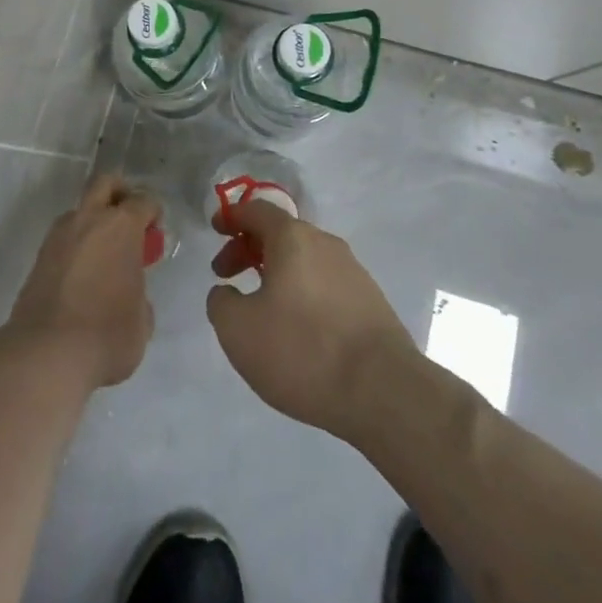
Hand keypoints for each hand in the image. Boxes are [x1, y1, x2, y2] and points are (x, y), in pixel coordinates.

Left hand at [4, 175, 160, 389]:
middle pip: (105, 184)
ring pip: (80, 210)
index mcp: (121, 226)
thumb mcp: (142, 320)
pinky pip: (64, 237)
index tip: (155, 232)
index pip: (143, 201)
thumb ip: (140, 293)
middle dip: (120, 193)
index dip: (153, 213)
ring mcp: (59, 235)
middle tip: (129, 221)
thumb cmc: (107, 334)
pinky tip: (83, 274)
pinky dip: (76, 245)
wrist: (47, 354)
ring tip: (104, 255)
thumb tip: (130, 293)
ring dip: (93, 221)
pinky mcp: (39, 256)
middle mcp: (88, 219)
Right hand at [207, 200, 415, 440]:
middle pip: (281, 234)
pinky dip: (302, 293)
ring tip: (262, 308)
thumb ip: (220, 302)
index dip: (232, 217)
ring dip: (277, 273)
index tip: (216, 230)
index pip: (256, 210)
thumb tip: (227, 292)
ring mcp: (353, 272)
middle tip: (227, 276)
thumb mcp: (238, 330)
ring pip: (304, 260)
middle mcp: (325, 243)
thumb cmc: (302, 350)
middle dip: (249, 249)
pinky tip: (298, 329)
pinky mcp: (372, 302)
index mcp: (292, 238)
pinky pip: (325, 284)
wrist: (385, 392)